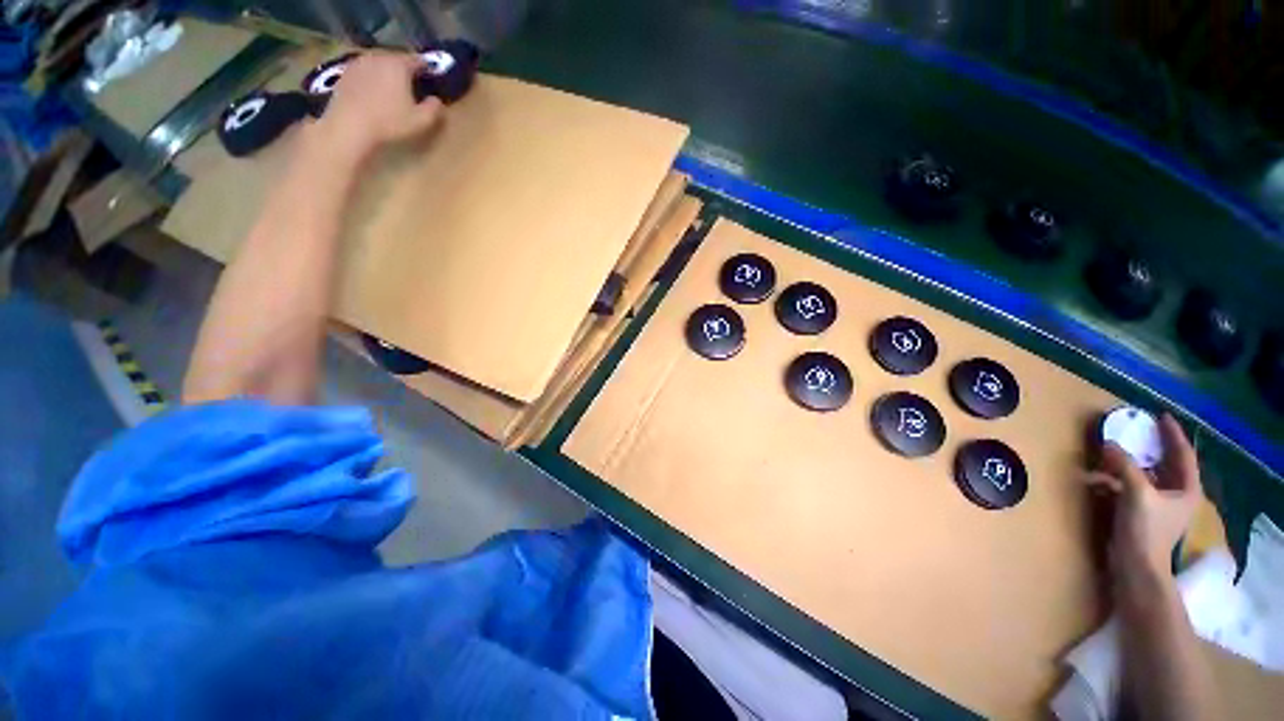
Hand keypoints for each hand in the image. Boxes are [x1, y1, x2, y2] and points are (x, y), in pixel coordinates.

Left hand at [313, 52, 443, 164]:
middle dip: (405, 70)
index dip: (426, 69)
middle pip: (397, 59)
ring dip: (387, 73)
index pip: (418, 60)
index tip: (430, 79)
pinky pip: (365, 70)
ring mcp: (360, 62)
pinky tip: (373, 93)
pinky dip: (372, 78)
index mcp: (399, 65)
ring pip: (379, 63)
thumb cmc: (390, 122)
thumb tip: (437, 100)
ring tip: (392, 88)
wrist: (350, 125)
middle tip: (411, 85)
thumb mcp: (421, 121)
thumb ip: (434, 109)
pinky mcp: (345, 72)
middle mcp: (379, 57)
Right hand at [1083, 413, 1203, 582]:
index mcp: (1186, 489)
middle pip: (1166, 464)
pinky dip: (1117, 480)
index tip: (1161, 416)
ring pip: (1146, 476)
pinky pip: (1131, 488)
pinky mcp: (1142, 515)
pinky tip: (1100, 479)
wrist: (1137, 566)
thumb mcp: (1136, 492)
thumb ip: (1125, 466)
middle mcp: (1177, 495)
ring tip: (1111, 454)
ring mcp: (1160, 506)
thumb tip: (1109, 443)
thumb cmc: (1146, 529)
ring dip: (1129, 464)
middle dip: (1151, 448)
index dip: (1173, 434)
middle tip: (1137, 430)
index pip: (1183, 454)